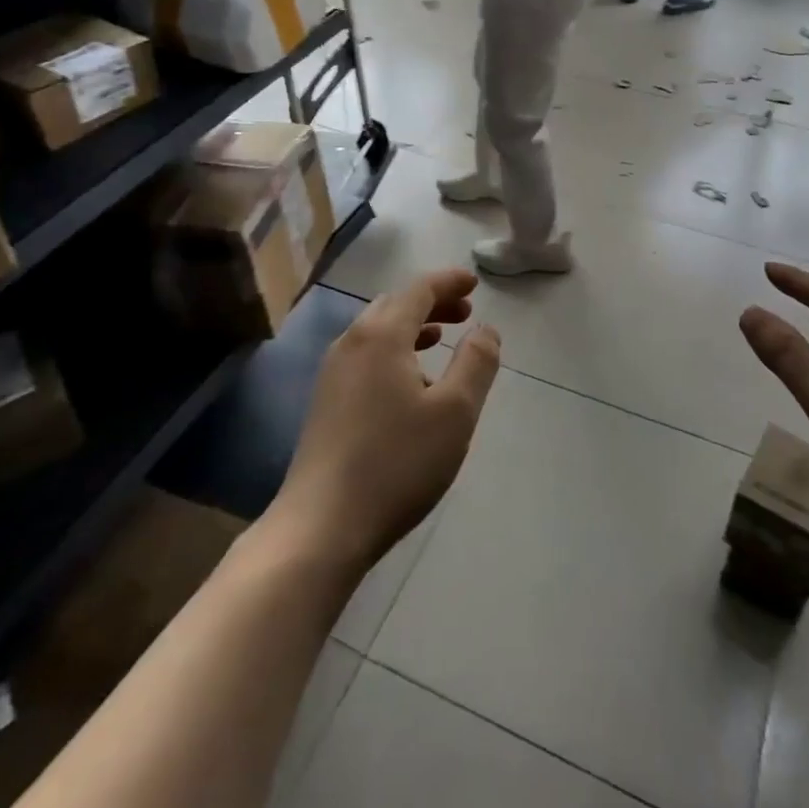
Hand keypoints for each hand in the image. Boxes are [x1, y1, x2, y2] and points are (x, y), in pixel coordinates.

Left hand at [272, 269, 500, 572]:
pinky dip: (393, 350)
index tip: (475, 283)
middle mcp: (351, 343)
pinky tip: (409, 381)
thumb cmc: (397, 462)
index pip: (418, 290)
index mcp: (381, 335)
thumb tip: (486, 329)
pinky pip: (365, 356)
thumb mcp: (455, 412)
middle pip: (395, 305)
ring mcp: (332, 373)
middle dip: (432, 302)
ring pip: (376, 331)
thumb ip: (476, 363)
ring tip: (441, 339)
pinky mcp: (325, 402)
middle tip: (465, 312)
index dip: (449, 282)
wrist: (322, 525)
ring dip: (412, 327)